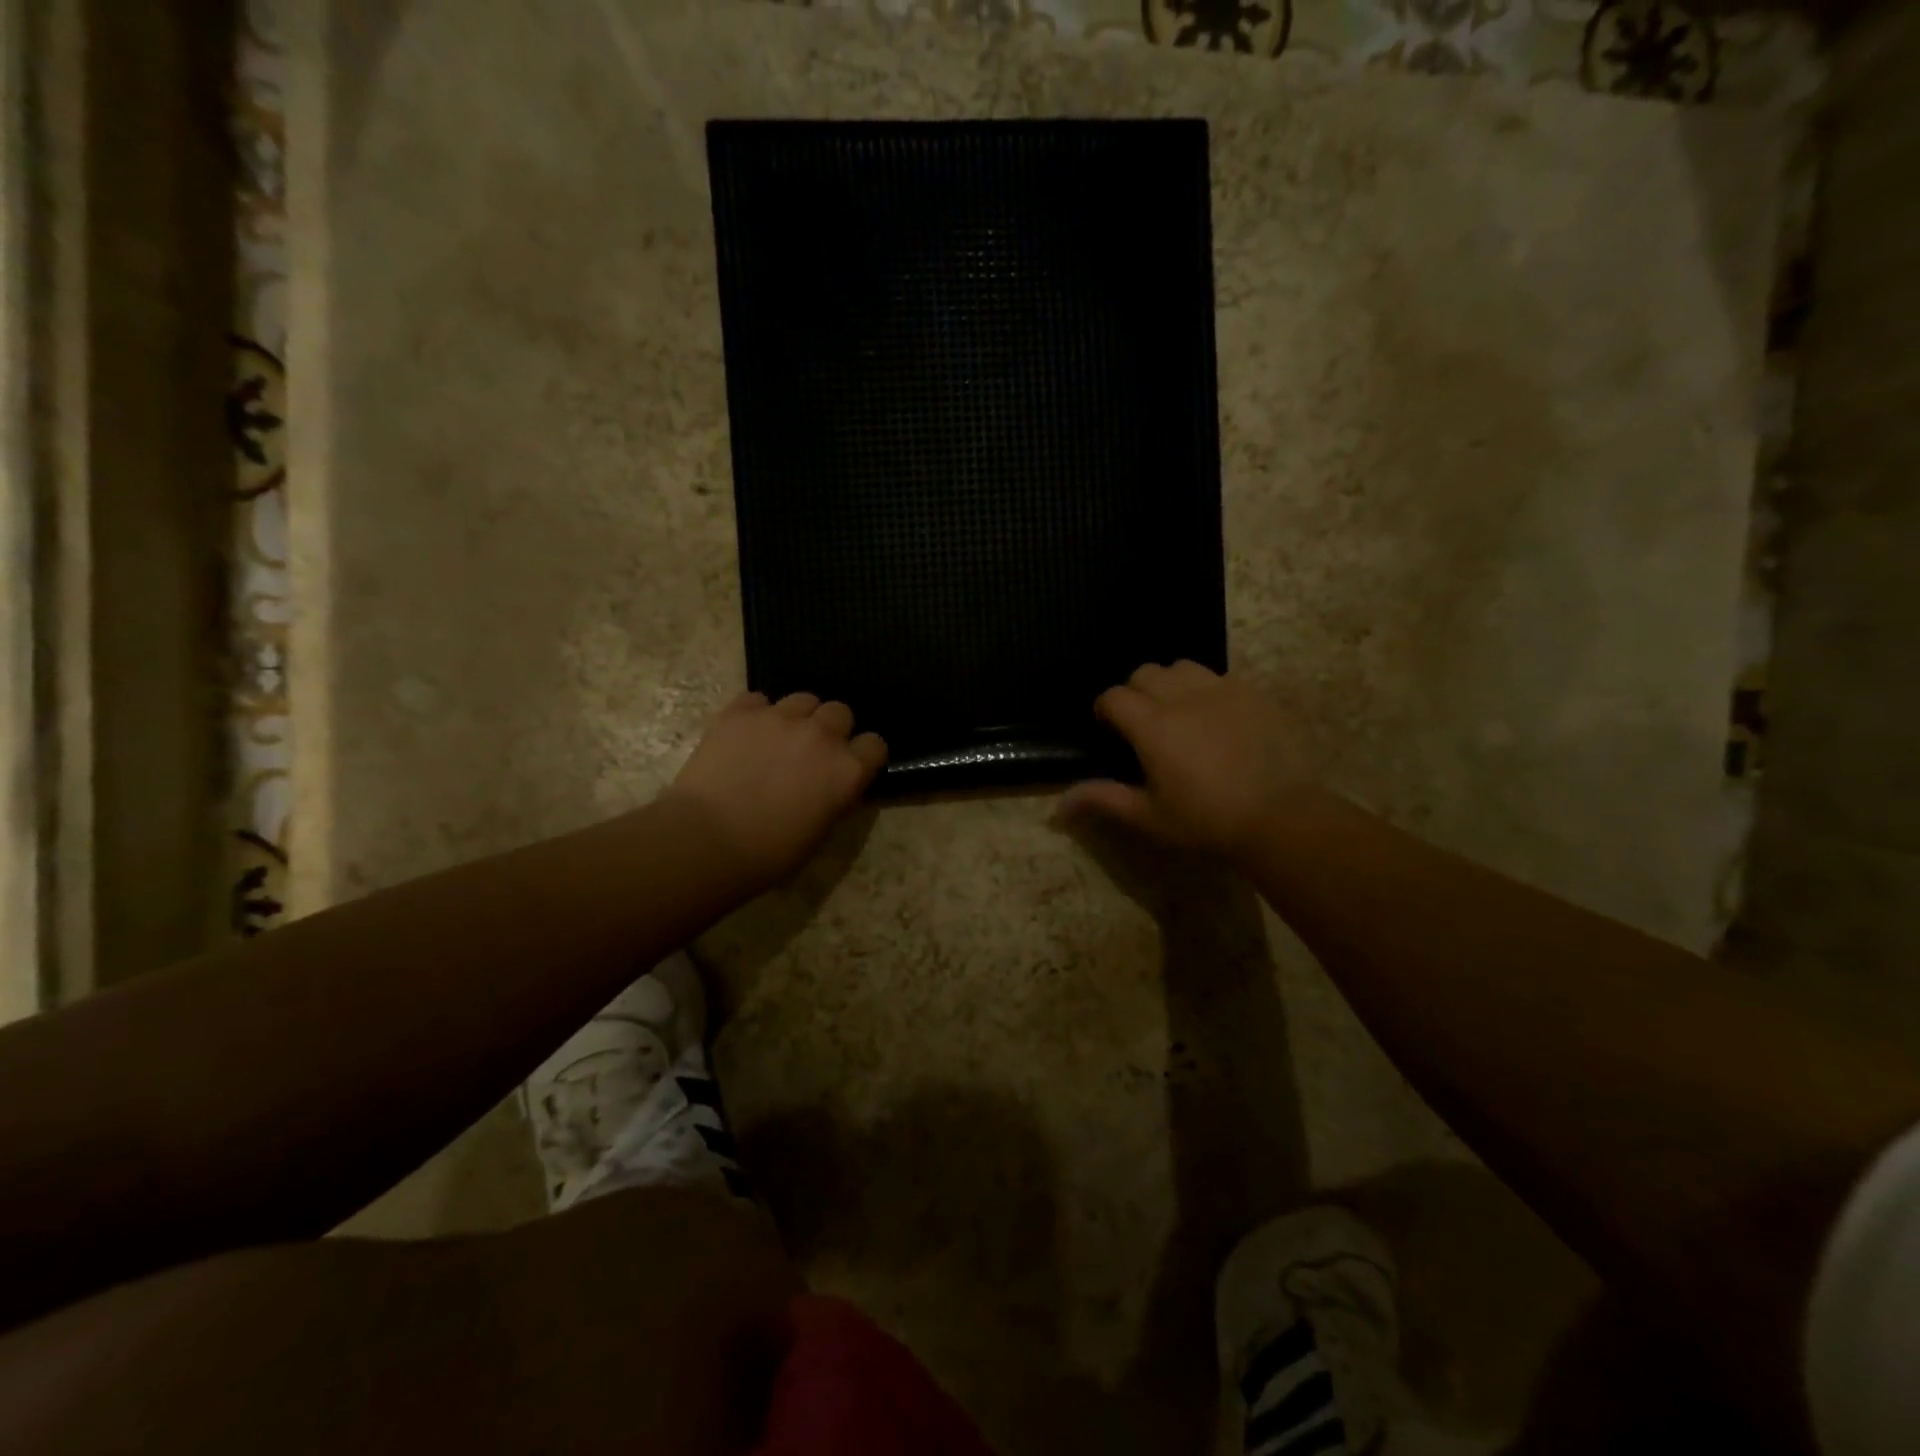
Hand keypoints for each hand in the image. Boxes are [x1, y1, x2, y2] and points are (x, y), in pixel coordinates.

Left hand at [661, 691, 885, 890]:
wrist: (705, 841)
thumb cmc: (767, 854)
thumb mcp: (819, 833)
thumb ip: (834, 797)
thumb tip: (832, 786)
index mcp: (847, 770)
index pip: (875, 745)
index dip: (863, 756)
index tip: (849, 767)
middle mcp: (821, 735)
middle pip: (840, 712)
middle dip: (831, 729)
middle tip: (811, 752)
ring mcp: (780, 718)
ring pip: (803, 699)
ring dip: (797, 717)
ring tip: (778, 739)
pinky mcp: (740, 712)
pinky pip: (758, 700)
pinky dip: (755, 714)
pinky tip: (744, 735)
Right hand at [1059, 662, 1315, 857]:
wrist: (1283, 818)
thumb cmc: (1207, 821)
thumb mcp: (1150, 816)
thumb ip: (1105, 799)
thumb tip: (1059, 805)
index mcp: (1153, 726)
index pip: (1114, 697)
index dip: (1105, 709)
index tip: (1108, 727)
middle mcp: (1184, 697)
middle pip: (1146, 673)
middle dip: (1136, 691)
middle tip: (1144, 723)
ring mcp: (1224, 690)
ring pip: (1184, 667)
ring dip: (1172, 683)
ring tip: (1181, 712)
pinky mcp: (1256, 694)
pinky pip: (1223, 678)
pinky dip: (1210, 691)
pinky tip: (1220, 719)